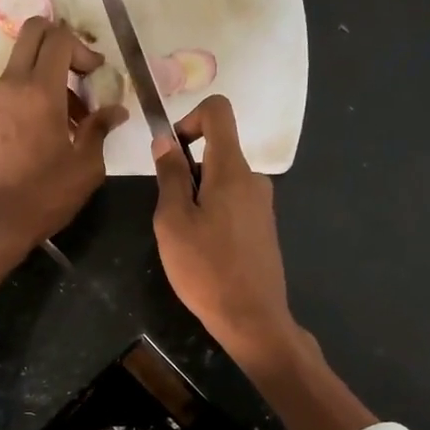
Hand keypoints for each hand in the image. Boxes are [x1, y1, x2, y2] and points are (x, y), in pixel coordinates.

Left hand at [0, 16, 126, 263]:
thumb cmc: (43, 195)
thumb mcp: (85, 166)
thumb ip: (100, 130)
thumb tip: (115, 111)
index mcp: (40, 90)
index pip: (59, 38)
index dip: (84, 48)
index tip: (98, 75)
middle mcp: (12, 85)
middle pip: (33, 34)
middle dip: (62, 44)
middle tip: (83, 76)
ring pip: (22, 62)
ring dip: (49, 73)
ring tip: (75, 117)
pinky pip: (13, 89)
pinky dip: (34, 93)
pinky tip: (52, 131)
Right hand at [151, 95, 295, 364]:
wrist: (251, 317)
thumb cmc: (205, 268)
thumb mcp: (173, 221)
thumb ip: (170, 176)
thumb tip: (166, 140)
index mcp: (232, 169)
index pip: (218, 111)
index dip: (190, 119)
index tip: (172, 153)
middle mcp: (253, 179)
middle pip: (216, 151)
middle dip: (187, 172)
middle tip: (171, 215)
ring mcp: (262, 204)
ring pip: (221, 181)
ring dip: (197, 198)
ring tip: (186, 240)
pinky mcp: (263, 227)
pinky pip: (232, 203)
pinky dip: (212, 214)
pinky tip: (205, 252)